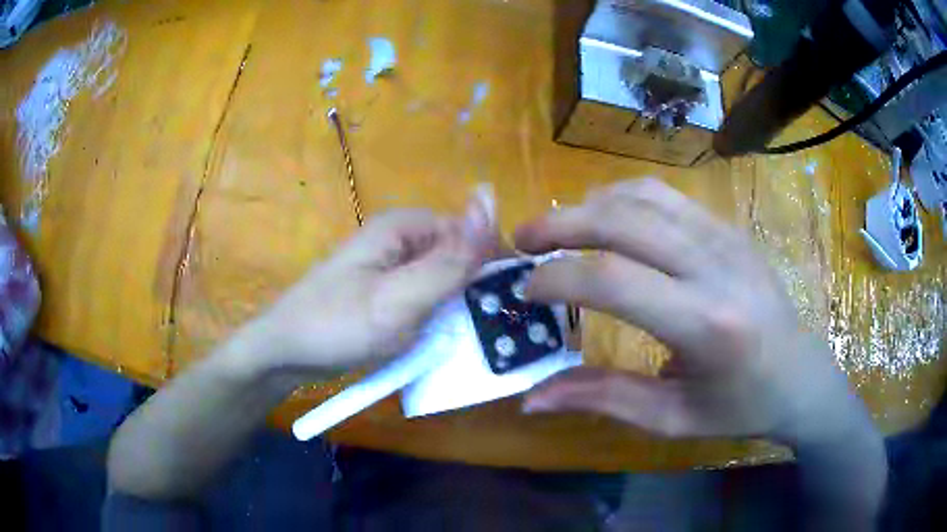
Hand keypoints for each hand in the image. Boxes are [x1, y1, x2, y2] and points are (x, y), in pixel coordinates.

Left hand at [236, 190, 497, 376]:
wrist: (284, 353)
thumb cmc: (338, 325)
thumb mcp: (401, 297)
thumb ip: (450, 259)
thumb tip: (491, 198)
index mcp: (403, 227)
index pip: (470, 233)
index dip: (491, 266)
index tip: (504, 305)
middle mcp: (397, 239)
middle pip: (455, 256)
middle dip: (471, 290)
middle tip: (478, 329)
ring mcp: (388, 267)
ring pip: (440, 280)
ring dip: (453, 308)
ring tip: (459, 338)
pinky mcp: (382, 290)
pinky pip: (421, 297)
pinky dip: (432, 316)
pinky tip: (434, 339)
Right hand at [516, 179, 870, 445]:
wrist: (799, 375)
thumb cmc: (739, 406)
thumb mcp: (671, 418)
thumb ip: (600, 399)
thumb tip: (531, 397)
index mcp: (707, 324)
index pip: (614, 280)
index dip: (557, 279)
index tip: (525, 290)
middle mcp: (717, 266)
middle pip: (623, 220)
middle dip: (560, 225)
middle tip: (522, 242)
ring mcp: (726, 237)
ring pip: (642, 195)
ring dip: (589, 205)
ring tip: (558, 230)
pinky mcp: (729, 227)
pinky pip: (666, 196)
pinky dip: (622, 199)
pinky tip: (605, 220)